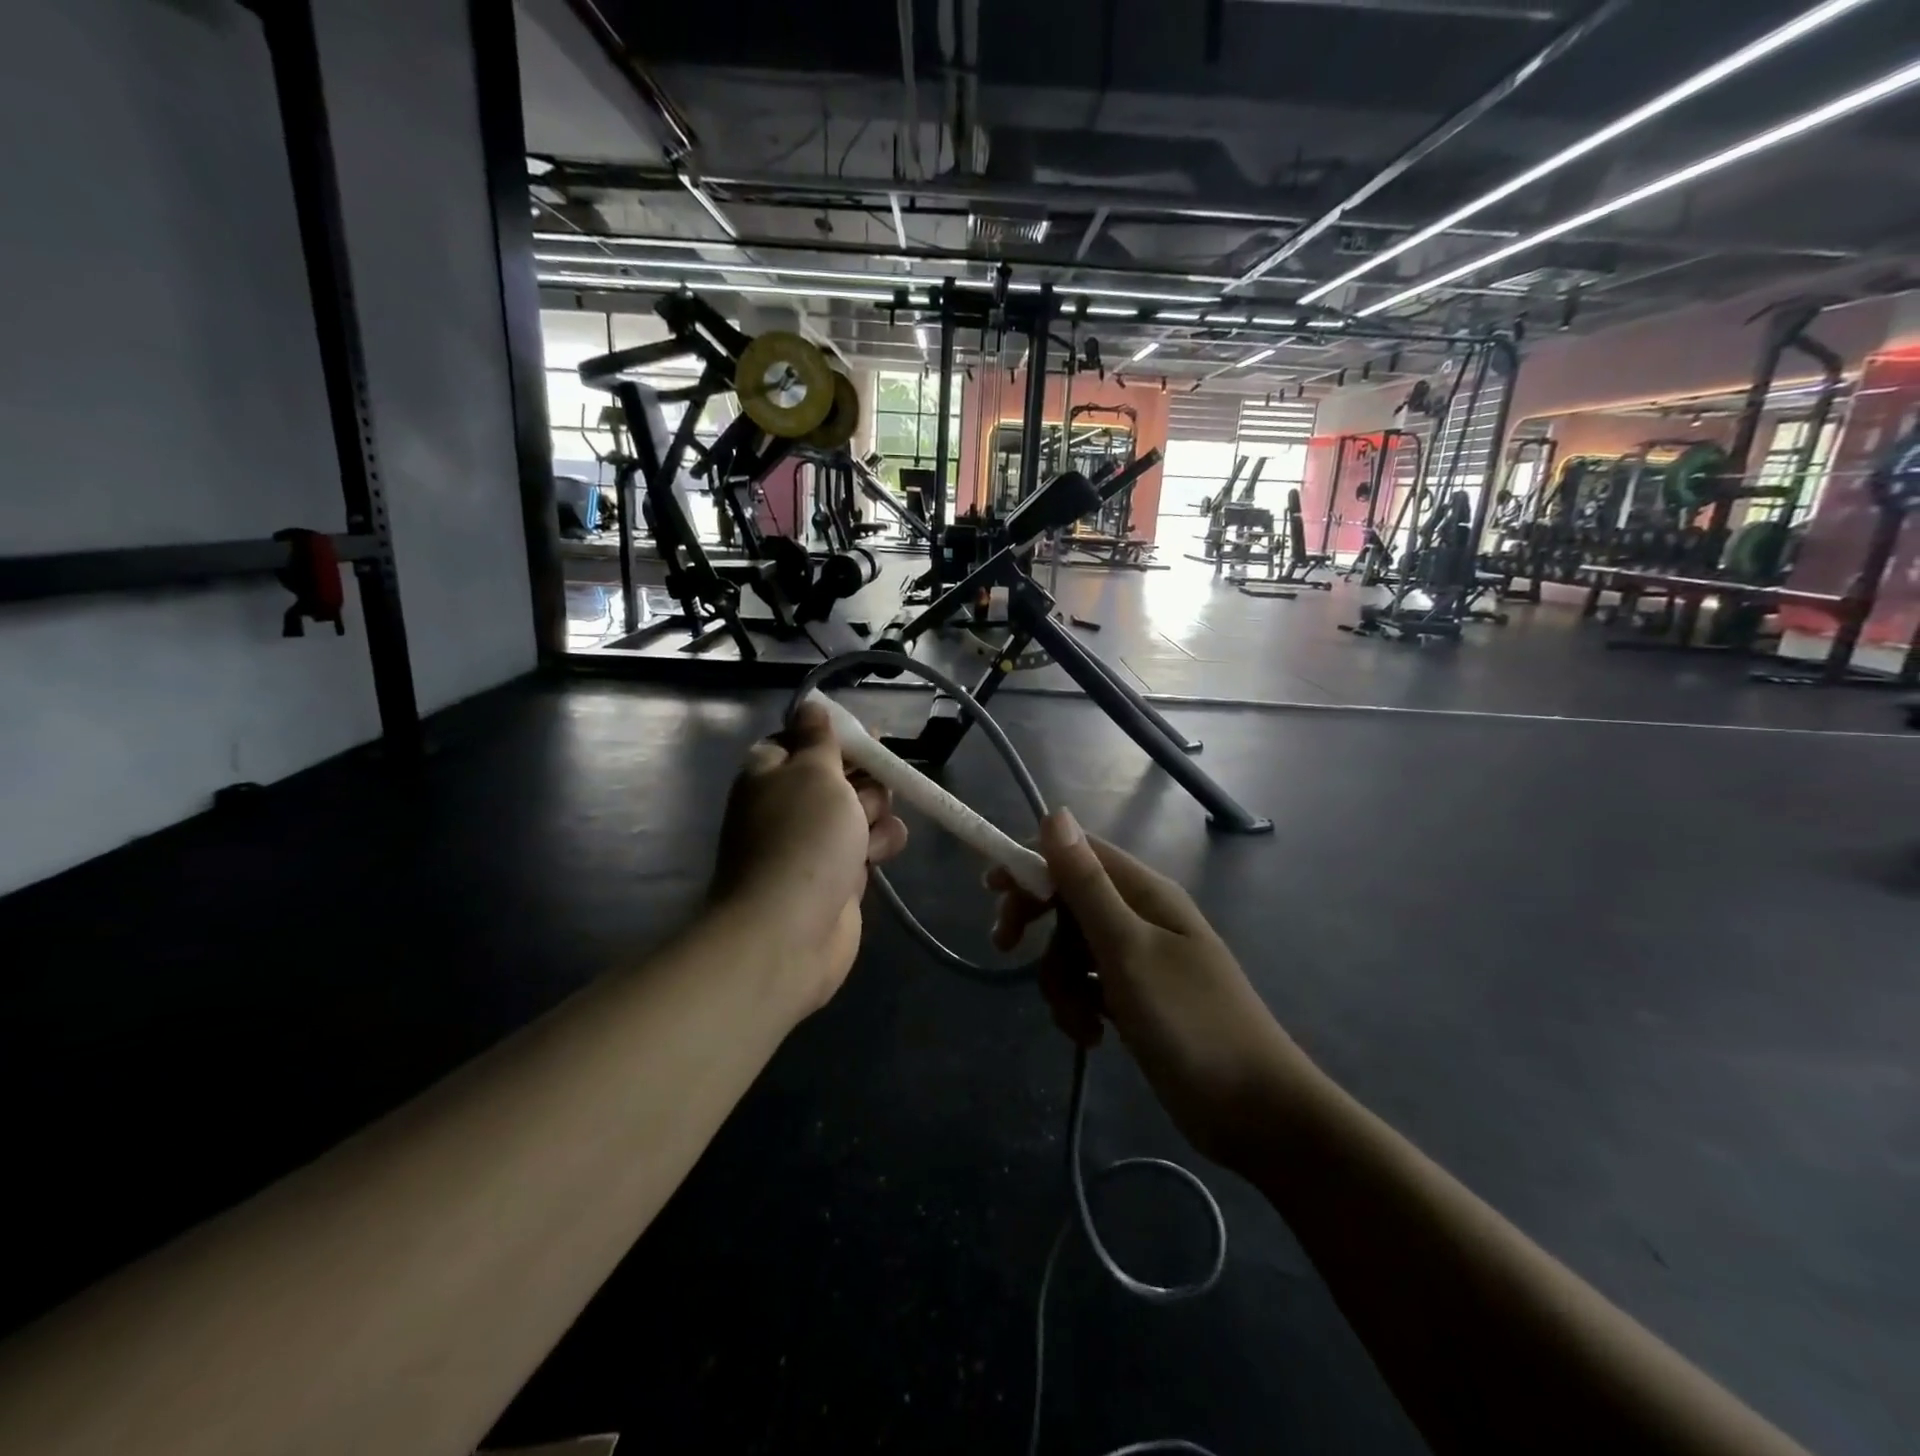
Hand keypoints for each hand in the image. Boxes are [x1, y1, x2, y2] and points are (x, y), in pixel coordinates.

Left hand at [711, 701, 908, 1011]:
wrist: (789, 931)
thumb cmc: (802, 838)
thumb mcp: (814, 771)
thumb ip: (819, 738)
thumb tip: (809, 705)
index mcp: (771, 772)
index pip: (804, 740)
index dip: (836, 738)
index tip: (868, 739)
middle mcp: (790, 804)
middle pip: (841, 774)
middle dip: (865, 780)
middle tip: (866, 793)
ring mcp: (813, 842)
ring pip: (861, 810)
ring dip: (875, 815)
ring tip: (868, 833)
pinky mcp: (837, 874)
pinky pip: (868, 845)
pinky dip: (877, 847)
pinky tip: (877, 856)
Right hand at [989, 810, 1310, 1169]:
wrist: (1257, 1113)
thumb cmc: (1190, 1023)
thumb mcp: (1127, 950)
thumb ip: (1087, 884)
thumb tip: (1055, 813)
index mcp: (1144, 892)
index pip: (1077, 853)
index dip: (1032, 863)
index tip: (991, 892)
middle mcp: (1141, 916)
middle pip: (1069, 900)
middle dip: (1037, 926)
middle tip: (1007, 950)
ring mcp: (1140, 959)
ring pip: (1074, 949)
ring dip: (1061, 982)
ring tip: (1078, 1022)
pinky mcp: (1138, 998)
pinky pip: (1090, 984)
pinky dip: (1080, 1006)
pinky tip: (1091, 1037)